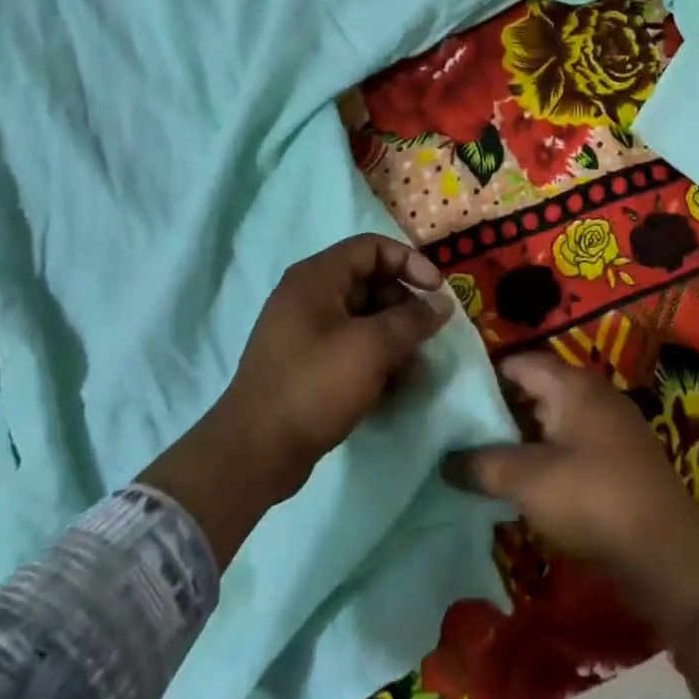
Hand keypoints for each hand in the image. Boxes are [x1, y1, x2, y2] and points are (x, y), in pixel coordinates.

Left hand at [143, 234, 452, 564]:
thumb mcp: (372, 347)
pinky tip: (393, 389)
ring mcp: (305, 333)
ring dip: (394, 339)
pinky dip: (375, 361)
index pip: (372, 248)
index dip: (410, 262)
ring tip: (414, 371)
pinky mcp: (307, 365)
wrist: (256, 450)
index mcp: (316, 278)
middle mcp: (308, 297)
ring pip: (363, 320)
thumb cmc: (315, 385)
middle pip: (370, 284)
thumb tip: (442, 304)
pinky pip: (351, 349)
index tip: (438, 292)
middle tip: (427, 337)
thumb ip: (412, 320)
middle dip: (405, 307)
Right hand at [443, 353, 698, 669]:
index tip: (450, 400)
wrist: (668, 554)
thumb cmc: (593, 499)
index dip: (482, 378)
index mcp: (572, 384)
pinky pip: (570, 445)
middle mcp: (594, 395)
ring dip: (519, 439)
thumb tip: (445, 461)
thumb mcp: (526, 479)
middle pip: (534, 390)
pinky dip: (543, 457)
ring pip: (551, 420)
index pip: (517, 362)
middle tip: (458, 434)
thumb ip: (479, 464)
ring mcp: (610, 427)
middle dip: (497, 411)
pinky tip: (521, 484)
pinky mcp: (619, 460)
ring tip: (480, 461)